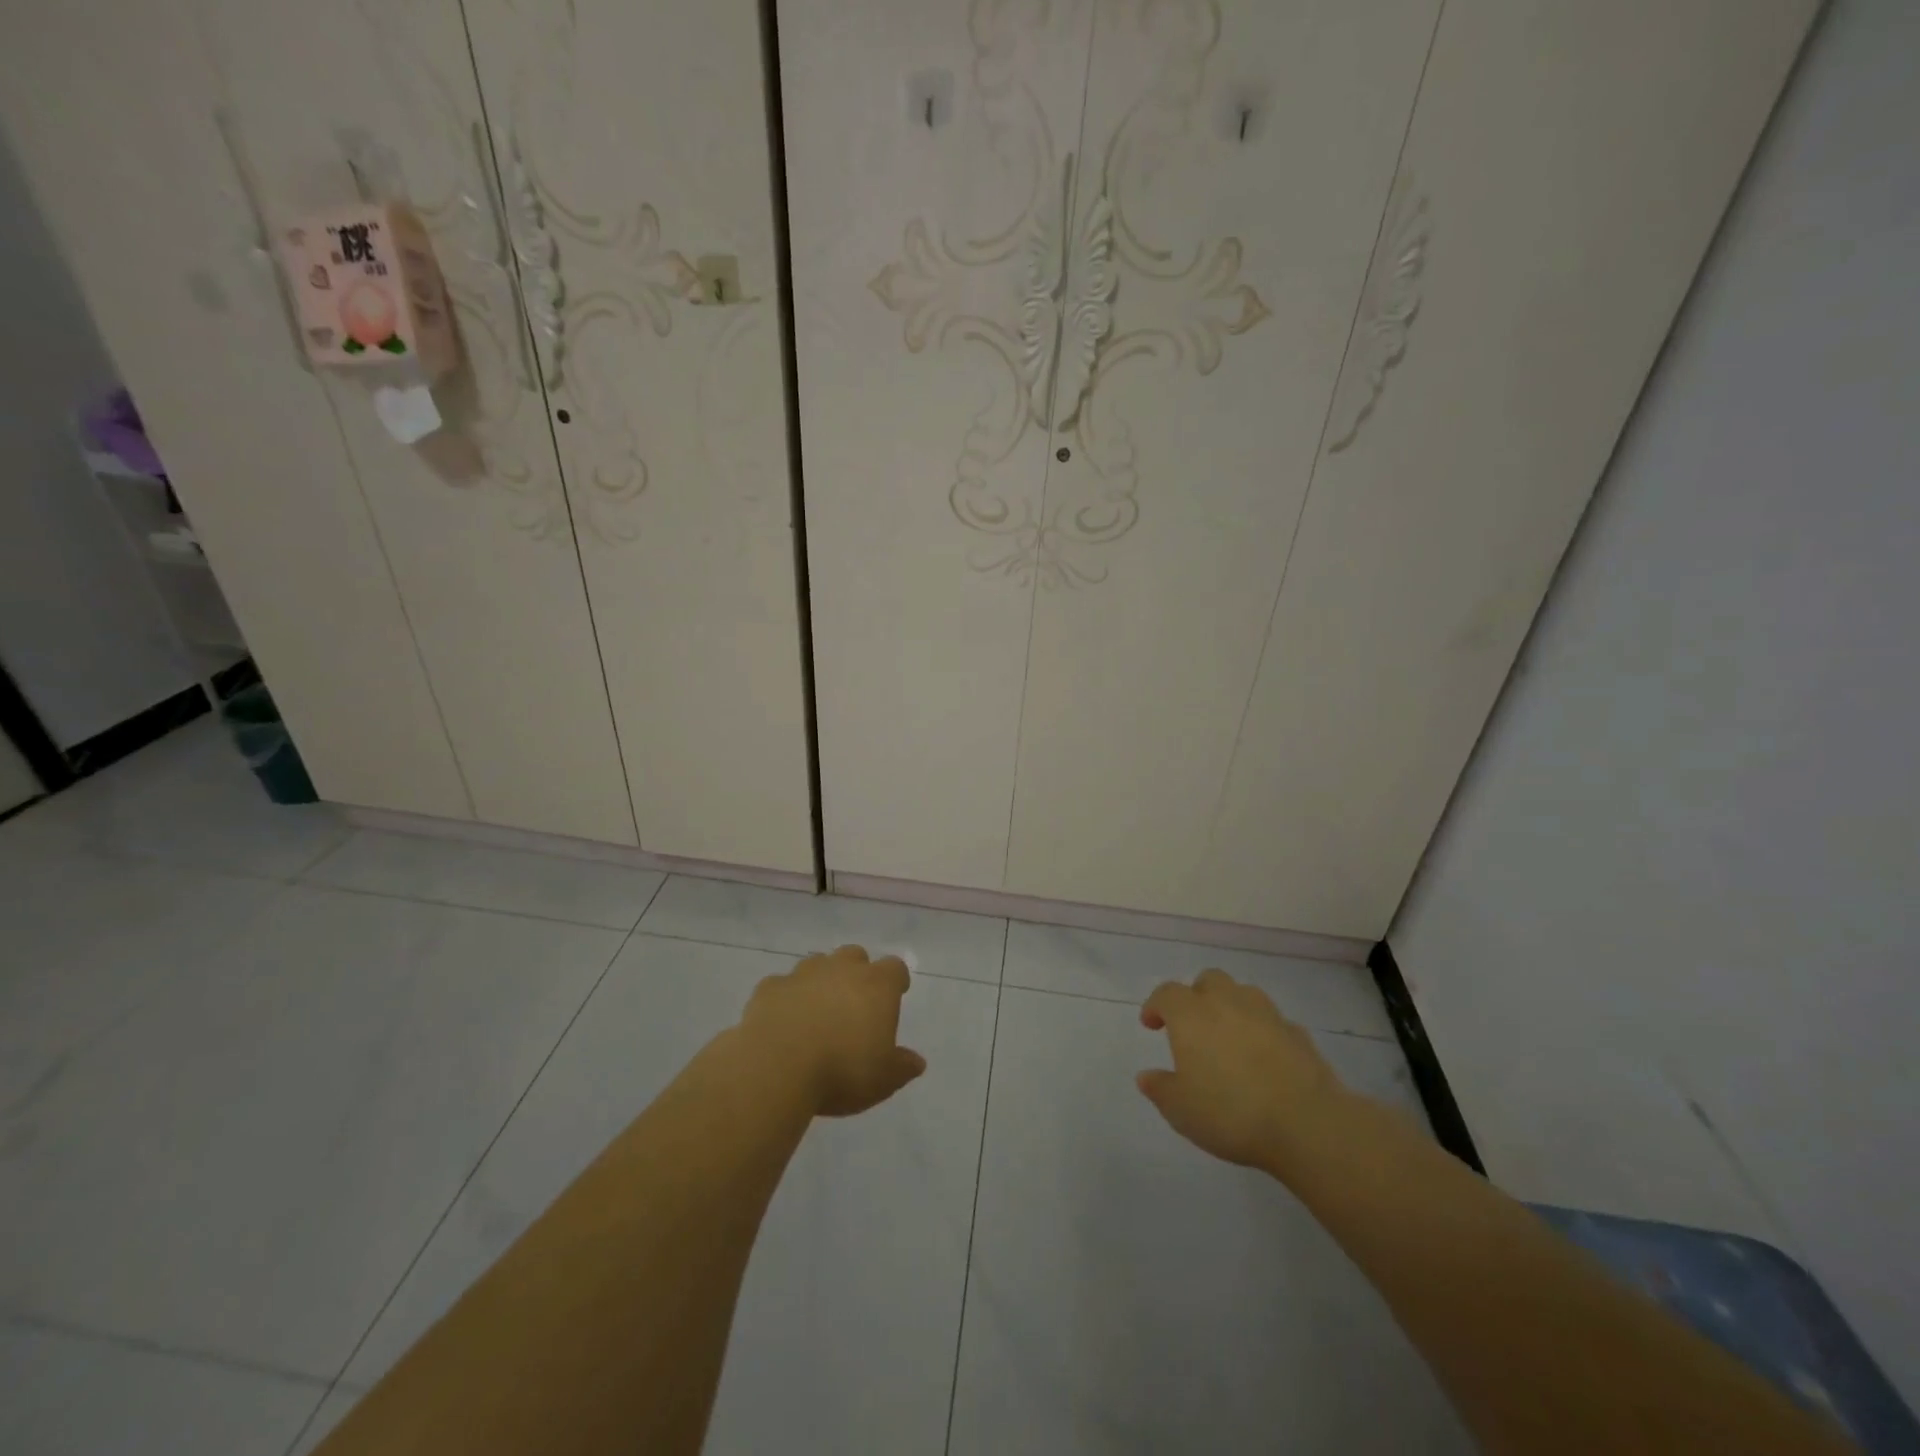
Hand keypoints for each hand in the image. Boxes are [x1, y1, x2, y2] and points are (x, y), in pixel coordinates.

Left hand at [740, 945, 926, 1117]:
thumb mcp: (883, 1079)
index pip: (895, 968)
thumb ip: (902, 1067)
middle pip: (855, 955)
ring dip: (821, 980)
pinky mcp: (770, 987)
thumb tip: (917, 1062)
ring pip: (817, 963)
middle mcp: (842, 969)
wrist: (776, 1066)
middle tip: (854, 1002)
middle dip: (856, 972)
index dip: (896, 981)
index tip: (895, 995)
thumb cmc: (842, 1070)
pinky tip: (783, 1021)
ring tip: (817, 1011)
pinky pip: (783, 985)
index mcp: (877, 985)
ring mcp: (803, 974)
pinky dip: (786, 997)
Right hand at [1137, 969, 1351, 1172]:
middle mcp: (1226, 1002)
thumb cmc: (1230, 1112)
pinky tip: (1264, 1058)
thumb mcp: (1180, 1110)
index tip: (1152, 1025)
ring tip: (1229, 1037)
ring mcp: (1266, 1014)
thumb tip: (1146, 1076)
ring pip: (1243, 993)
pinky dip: (1263, 1031)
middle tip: (1193, 1026)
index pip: (1166, 993)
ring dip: (1231, 1007)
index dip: (1156, 1006)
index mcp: (1191, 1014)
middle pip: (1208, 980)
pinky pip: (1273, 1021)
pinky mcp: (1298, 1033)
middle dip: (1197, 996)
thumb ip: (1160, 1089)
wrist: (1306, 1122)